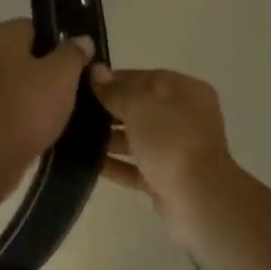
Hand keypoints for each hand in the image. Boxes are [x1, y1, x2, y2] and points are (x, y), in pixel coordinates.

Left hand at [0, 20, 94, 176]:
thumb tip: (81, 41)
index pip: (37, 28)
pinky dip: (22, 110)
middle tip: (75, 89)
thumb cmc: (28, 106)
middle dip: (50, 70)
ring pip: (16, 80)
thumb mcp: (63, 73)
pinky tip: (41, 125)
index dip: (62, 45)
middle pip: (26, 54)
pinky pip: (6, 102)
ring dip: (36, 92)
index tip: (80, 66)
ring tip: (61, 111)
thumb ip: (74, 52)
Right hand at [88, 64, 236, 240]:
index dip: (116, 79)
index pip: (148, 78)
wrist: (197, 197)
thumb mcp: (140, 107)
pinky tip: (86, 163)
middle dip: (109, 110)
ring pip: (137, 139)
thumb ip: (116, 91)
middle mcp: (185, 118)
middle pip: (142, 109)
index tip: (84, 84)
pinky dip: (115, 165)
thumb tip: (97, 72)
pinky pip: (135, 167)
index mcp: (187, 92)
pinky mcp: (166, 179)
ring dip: (109, 139)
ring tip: (73, 137)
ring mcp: (176, 151)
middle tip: (74, 111)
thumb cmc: (171, 141)